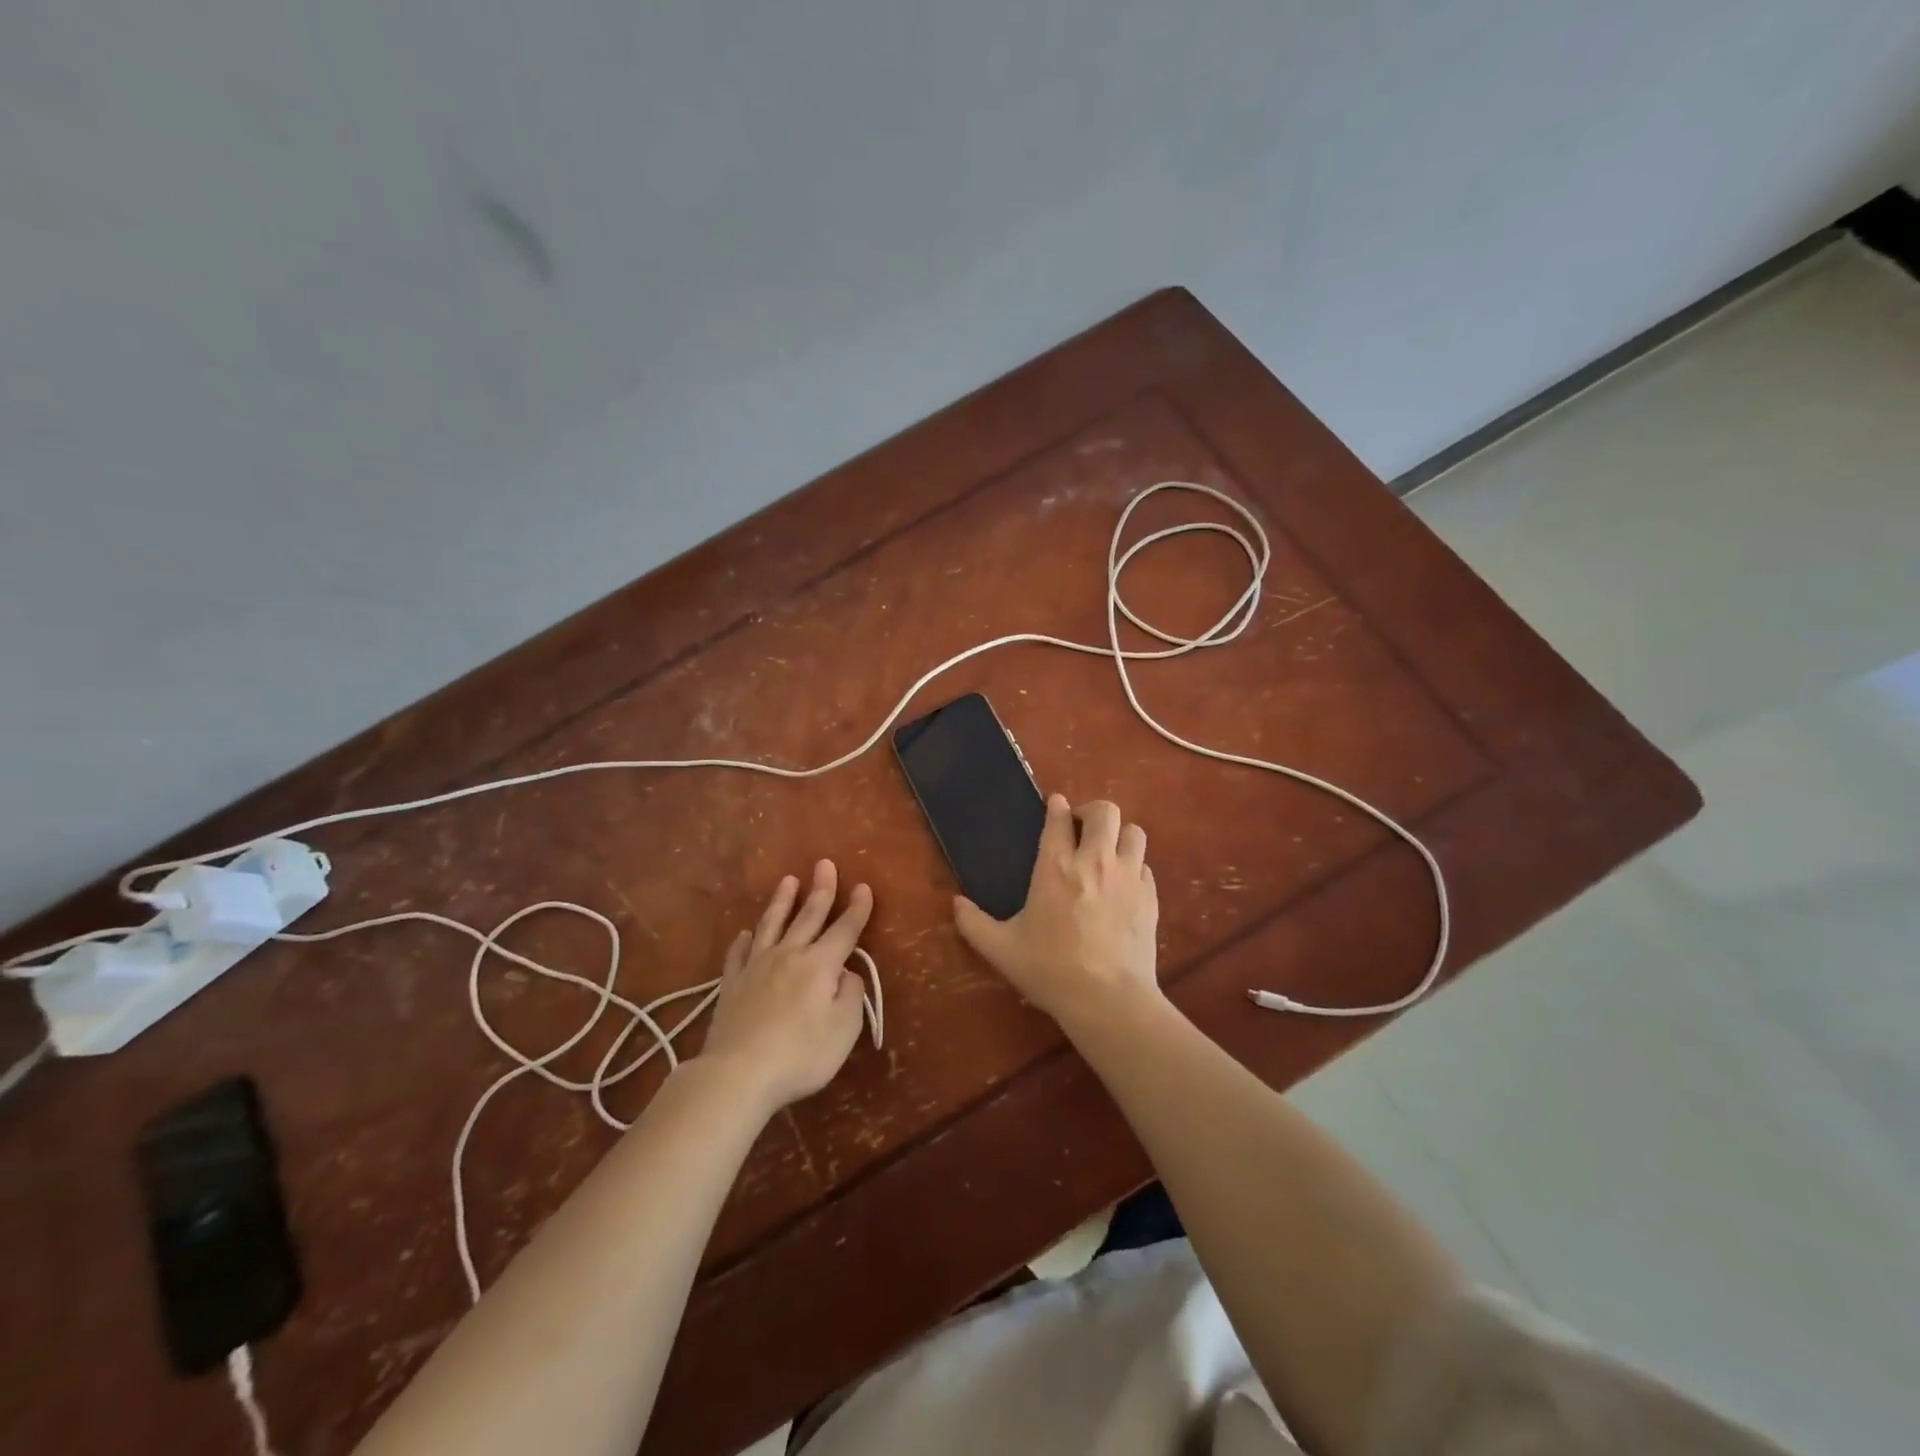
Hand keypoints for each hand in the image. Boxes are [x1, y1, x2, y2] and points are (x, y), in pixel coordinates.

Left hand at [699, 861, 873, 1114]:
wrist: (738, 1073)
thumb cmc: (801, 1054)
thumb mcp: (844, 1029)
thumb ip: (850, 995)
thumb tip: (846, 973)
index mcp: (820, 965)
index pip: (845, 930)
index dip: (857, 909)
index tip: (863, 887)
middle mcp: (789, 955)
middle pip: (808, 916)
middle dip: (821, 890)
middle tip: (824, 864)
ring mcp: (756, 967)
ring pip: (772, 924)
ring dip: (782, 901)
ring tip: (788, 881)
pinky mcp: (731, 984)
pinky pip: (739, 953)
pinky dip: (745, 940)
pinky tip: (746, 933)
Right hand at [953, 796, 1159, 1026]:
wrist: (1108, 1000)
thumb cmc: (1050, 970)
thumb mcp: (1001, 949)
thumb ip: (974, 923)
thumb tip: (956, 903)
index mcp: (1056, 867)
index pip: (1058, 819)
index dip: (1056, 807)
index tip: (1054, 805)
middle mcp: (1095, 861)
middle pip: (1104, 812)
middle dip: (1091, 811)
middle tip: (1081, 829)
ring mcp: (1128, 877)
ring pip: (1133, 832)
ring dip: (1119, 835)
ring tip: (1107, 852)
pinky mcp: (1150, 897)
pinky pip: (1145, 866)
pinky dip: (1134, 867)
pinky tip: (1123, 885)